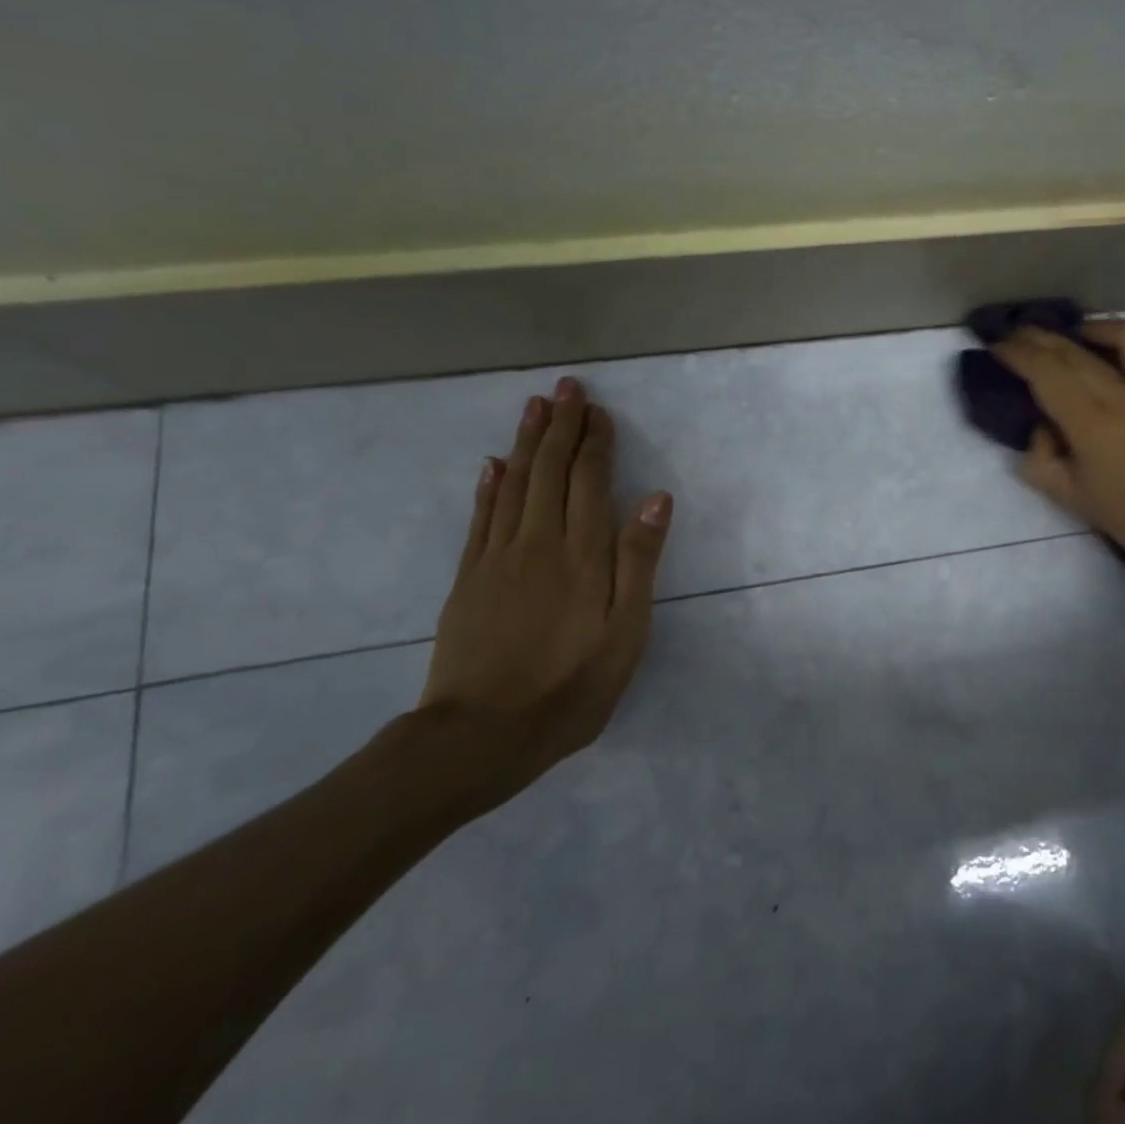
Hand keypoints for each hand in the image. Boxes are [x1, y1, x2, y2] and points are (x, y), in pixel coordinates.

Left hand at [411, 377, 672, 815]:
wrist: (481, 735)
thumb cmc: (570, 687)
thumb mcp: (626, 632)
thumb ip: (639, 561)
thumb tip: (656, 497)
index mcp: (582, 554)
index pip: (589, 480)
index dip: (595, 442)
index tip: (599, 411)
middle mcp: (539, 542)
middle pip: (549, 471)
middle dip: (560, 425)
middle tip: (566, 387)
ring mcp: (497, 558)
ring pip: (513, 484)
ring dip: (526, 442)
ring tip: (535, 406)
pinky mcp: (468, 578)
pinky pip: (480, 518)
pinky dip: (489, 485)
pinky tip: (494, 464)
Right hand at [992, 320, 1124, 604]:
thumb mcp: (1075, 501)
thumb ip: (1043, 461)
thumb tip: (1042, 428)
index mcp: (1091, 425)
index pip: (1045, 372)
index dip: (1018, 353)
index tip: (1000, 344)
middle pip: (1076, 352)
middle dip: (1042, 337)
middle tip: (1024, 332)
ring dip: (1100, 329)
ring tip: (1086, 334)